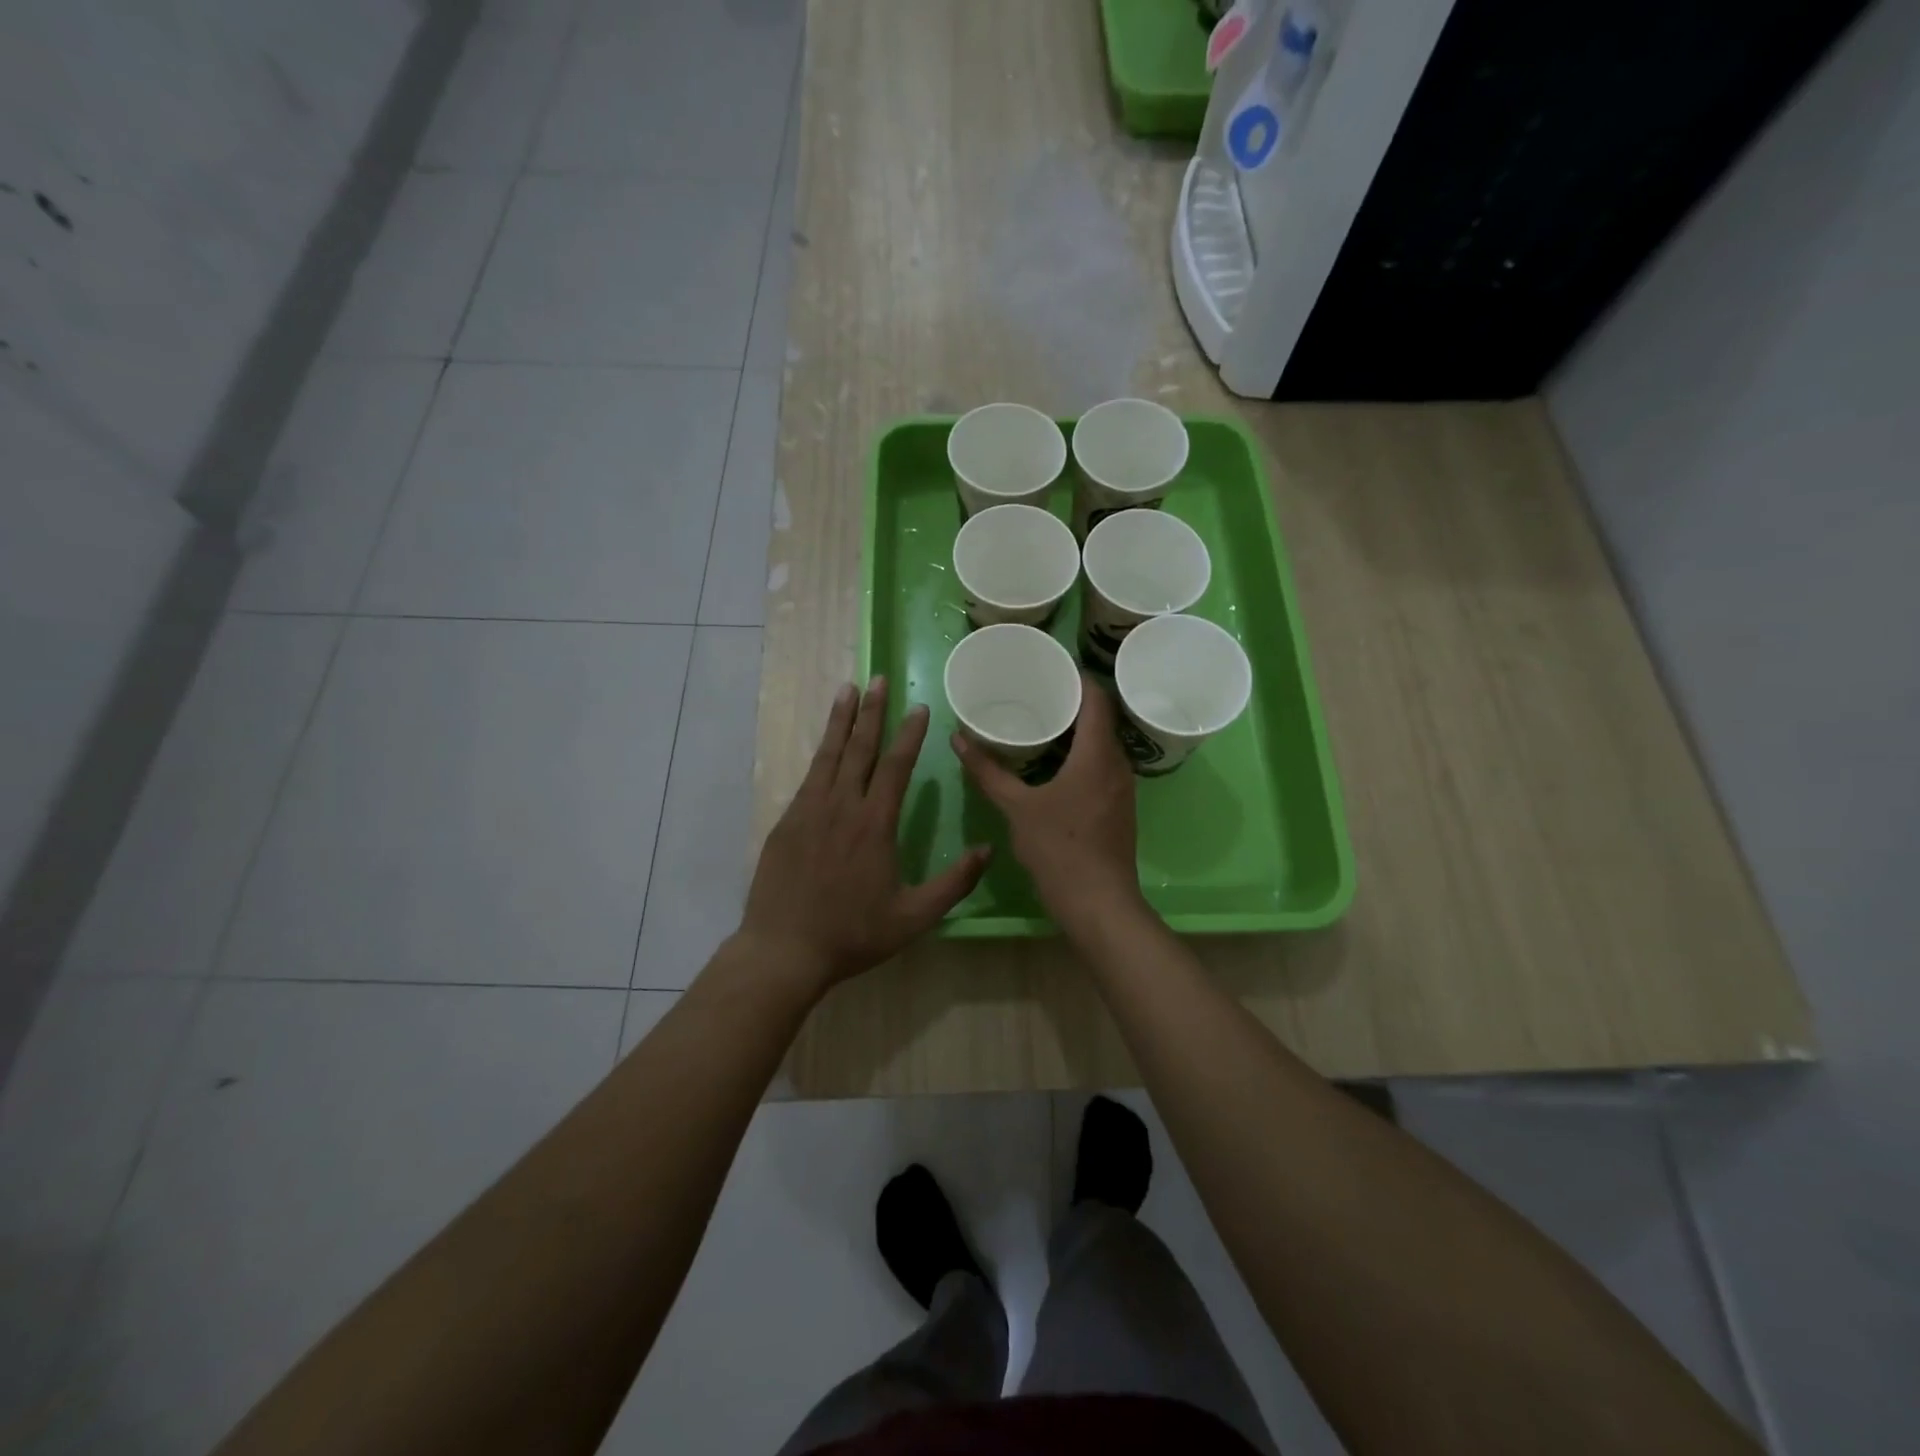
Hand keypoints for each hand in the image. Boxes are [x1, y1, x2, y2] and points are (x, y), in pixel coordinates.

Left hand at [739, 677, 991, 995]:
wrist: (784, 949)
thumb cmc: (853, 934)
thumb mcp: (913, 917)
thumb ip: (954, 883)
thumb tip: (988, 850)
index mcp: (874, 824)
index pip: (895, 766)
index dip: (909, 734)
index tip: (919, 707)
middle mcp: (841, 806)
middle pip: (860, 748)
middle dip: (873, 712)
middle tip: (880, 679)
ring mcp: (809, 811)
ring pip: (829, 754)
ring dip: (841, 720)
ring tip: (848, 689)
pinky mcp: (787, 821)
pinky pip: (809, 776)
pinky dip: (820, 751)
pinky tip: (826, 743)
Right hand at [952, 675, 1144, 933]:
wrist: (1099, 903)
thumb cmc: (1059, 849)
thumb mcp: (1016, 808)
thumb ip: (988, 772)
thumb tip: (959, 739)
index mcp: (1097, 754)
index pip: (1096, 698)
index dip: (1077, 677)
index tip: (1049, 667)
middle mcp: (1118, 764)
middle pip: (1101, 719)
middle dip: (1071, 702)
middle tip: (1035, 692)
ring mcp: (1123, 788)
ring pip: (1102, 745)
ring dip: (1077, 731)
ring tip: (1041, 722)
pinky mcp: (1119, 807)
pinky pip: (1102, 766)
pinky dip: (1081, 756)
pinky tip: (1054, 764)